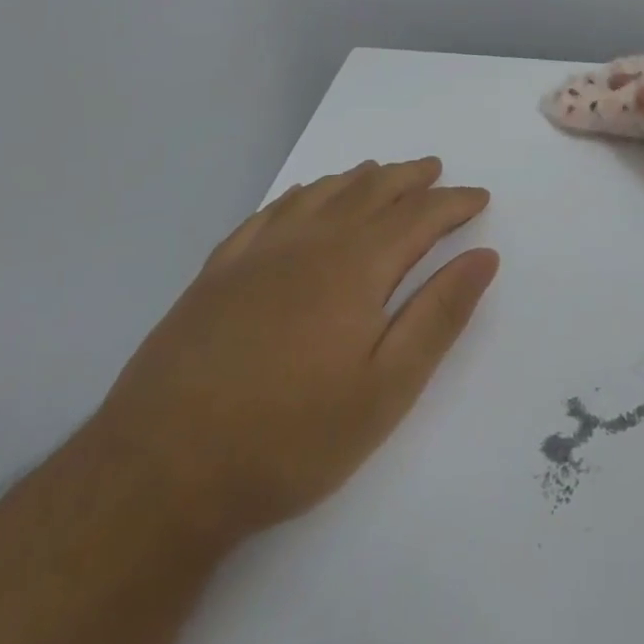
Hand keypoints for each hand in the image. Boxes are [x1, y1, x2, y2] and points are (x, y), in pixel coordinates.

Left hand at [90, 158, 497, 541]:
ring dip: (359, 178)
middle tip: (435, 170)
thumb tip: (483, 257)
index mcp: (356, 266)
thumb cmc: (290, 437)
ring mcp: (258, 252)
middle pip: (370, 190)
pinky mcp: (218, 271)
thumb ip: (439, 316)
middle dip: (409, 178)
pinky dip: (302, 193)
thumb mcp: (386, 390)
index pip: (419, 215)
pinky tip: (306, 197)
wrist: (160, 473)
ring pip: (322, 192)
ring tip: (381, 173)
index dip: (454, 202)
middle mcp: (310, 241)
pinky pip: (271, 211)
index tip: (479, 197)